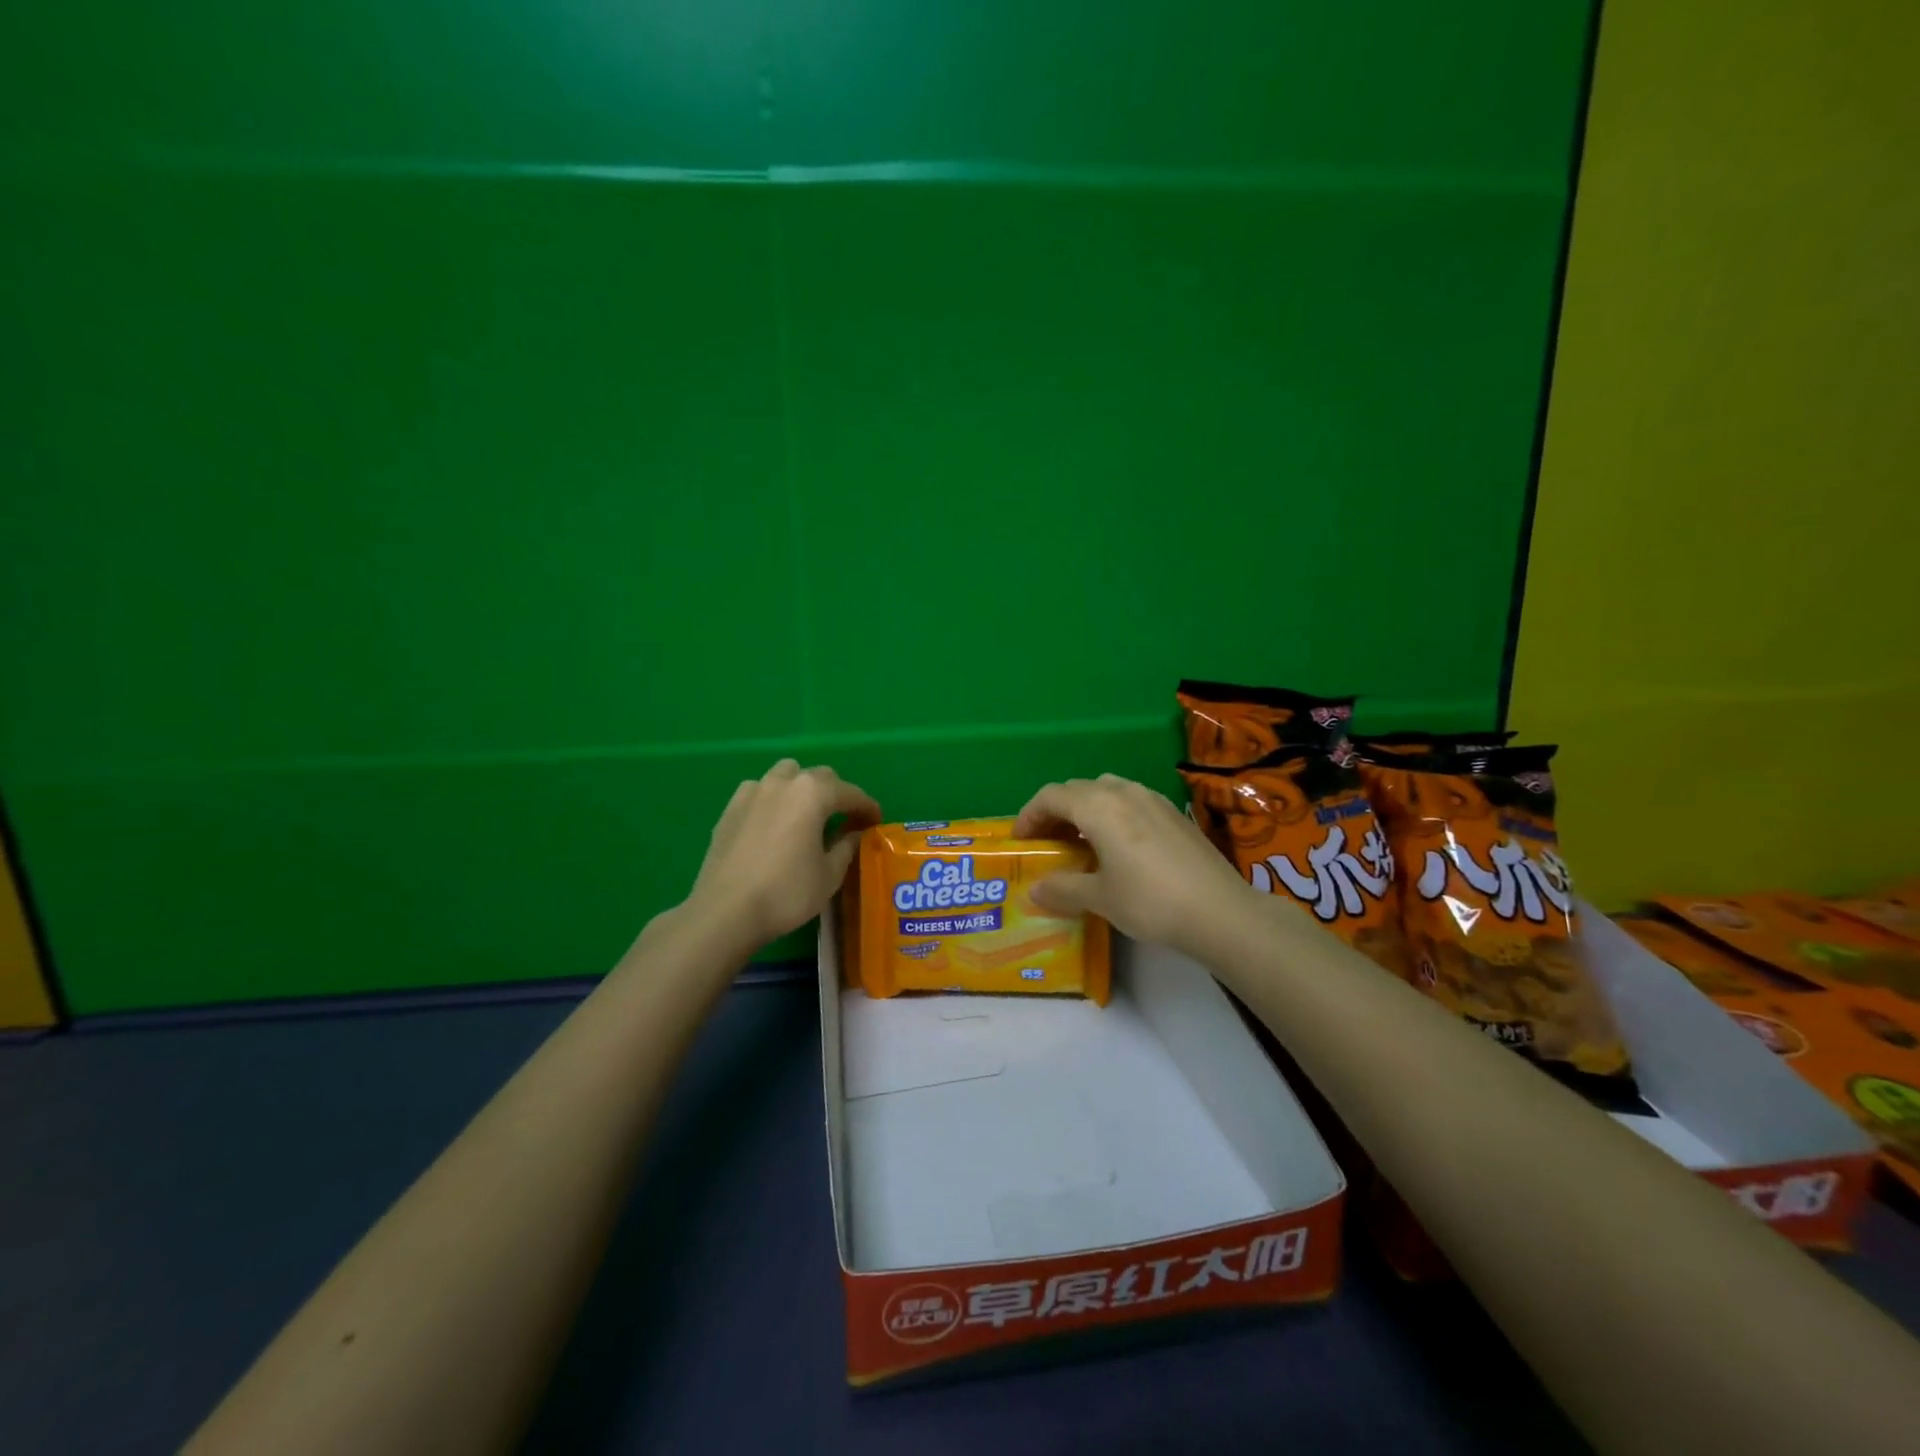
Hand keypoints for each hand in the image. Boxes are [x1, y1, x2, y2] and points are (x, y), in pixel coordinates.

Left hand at [683, 759, 879, 952]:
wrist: (726, 911)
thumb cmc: (787, 892)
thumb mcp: (829, 875)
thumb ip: (846, 846)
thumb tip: (854, 833)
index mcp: (813, 794)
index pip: (850, 793)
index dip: (867, 807)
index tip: (876, 821)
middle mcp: (784, 783)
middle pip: (819, 777)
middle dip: (837, 794)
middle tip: (845, 820)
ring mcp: (753, 792)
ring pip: (786, 775)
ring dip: (803, 788)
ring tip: (807, 815)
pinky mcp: (730, 807)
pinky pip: (760, 790)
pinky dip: (774, 798)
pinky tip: (774, 822)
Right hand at [1014, 773, 1257, 960]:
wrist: (1220, 911)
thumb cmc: (1150, 901)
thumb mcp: (1100, 898)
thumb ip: (1062, 889)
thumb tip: (1035, 890)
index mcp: (1098, 807)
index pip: (1051, 796)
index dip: (1029, 815)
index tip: (1021, 841)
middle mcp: (1123, 792)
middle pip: (1077, 789)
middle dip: (1056, 812)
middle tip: (1047, 843)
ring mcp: (1153, 799)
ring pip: (1106, 791)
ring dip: (1086, 810)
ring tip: (1081, 842)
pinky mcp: (1174, 813)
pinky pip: (1131, 802)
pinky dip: (1112, 815)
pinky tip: (1119, 848)